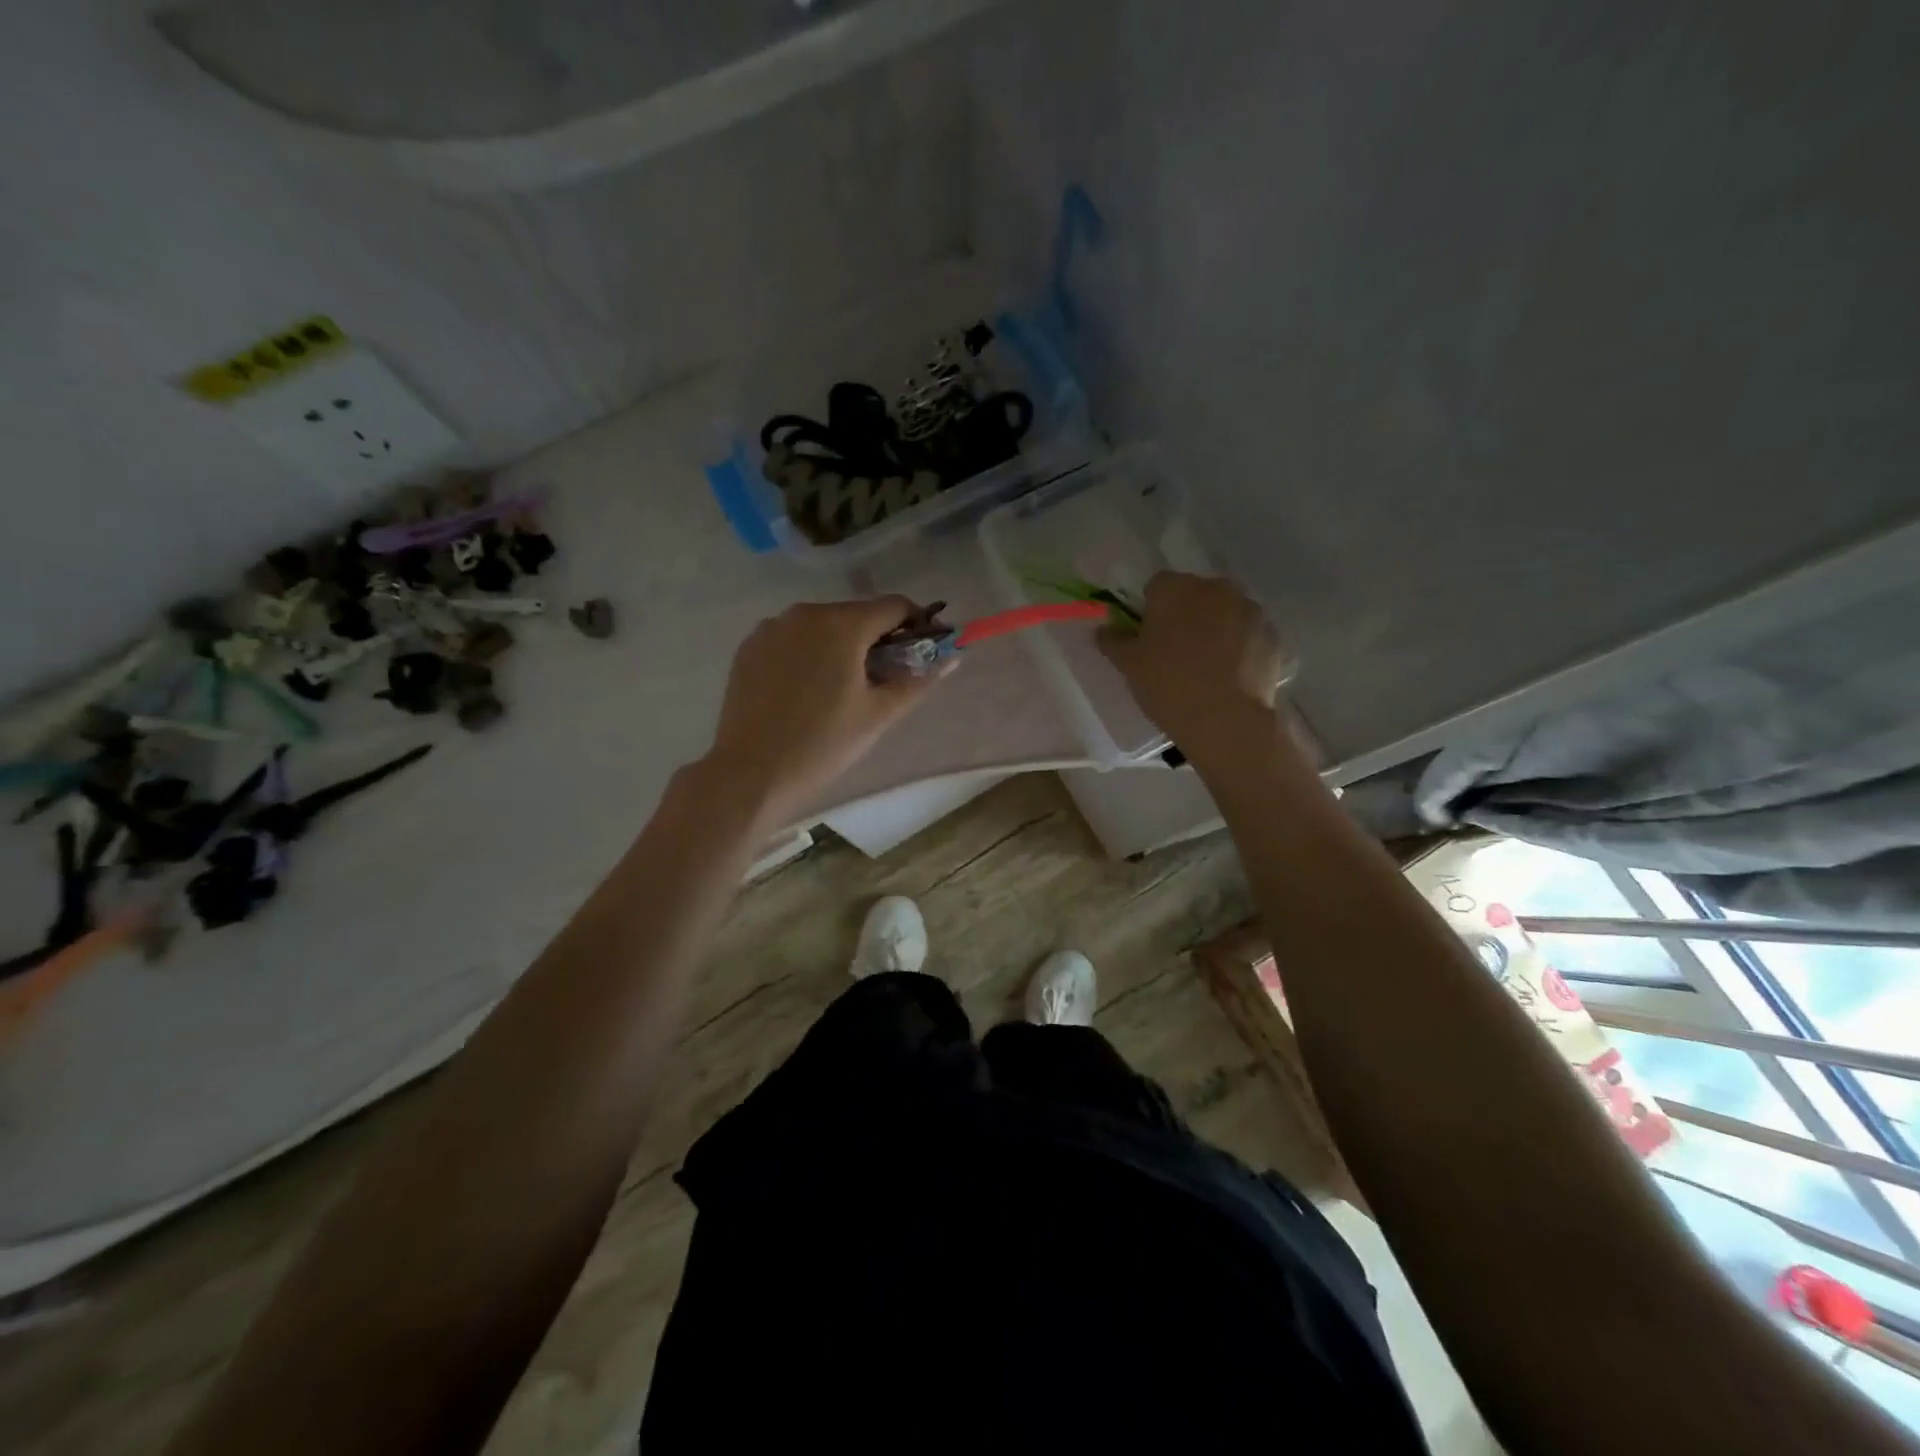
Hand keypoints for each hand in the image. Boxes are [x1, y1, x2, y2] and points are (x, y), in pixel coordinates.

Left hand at [701, 597, 950, 825]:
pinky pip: (792, 638)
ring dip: (842, 644)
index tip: (922, 651)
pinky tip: (807, 689)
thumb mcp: (879, 714)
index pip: (894, 606)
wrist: (751, 773)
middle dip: (878, 638)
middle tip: (884, 677)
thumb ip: (918, 680)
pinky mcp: (750, 646)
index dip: (916, 625)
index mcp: (842, 624)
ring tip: (842, 687)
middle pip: (857, 613)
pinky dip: (809, 652)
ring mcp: (772, 627)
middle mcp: (805, 613)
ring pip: (823, 625)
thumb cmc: (823, 744)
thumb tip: (952, 659)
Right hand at [1097, 572, 1289, 763]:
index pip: (1157, 586)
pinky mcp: (1272, 635)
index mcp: (1175, 588)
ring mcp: (1249, 610)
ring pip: (1225, 612)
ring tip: (1206, 666)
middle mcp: (1215, 588)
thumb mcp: (1128, 665)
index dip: (1151, 609)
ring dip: (1215, 628)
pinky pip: (1248, 635)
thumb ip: (1113, 641)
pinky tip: (1230, 676)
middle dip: (1186, 614)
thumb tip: (1103, 630)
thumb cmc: (1168, 684)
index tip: (1149, 636)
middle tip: (1176, 652)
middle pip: (1195, 595)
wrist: (1225, 719)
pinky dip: (1240, 647)